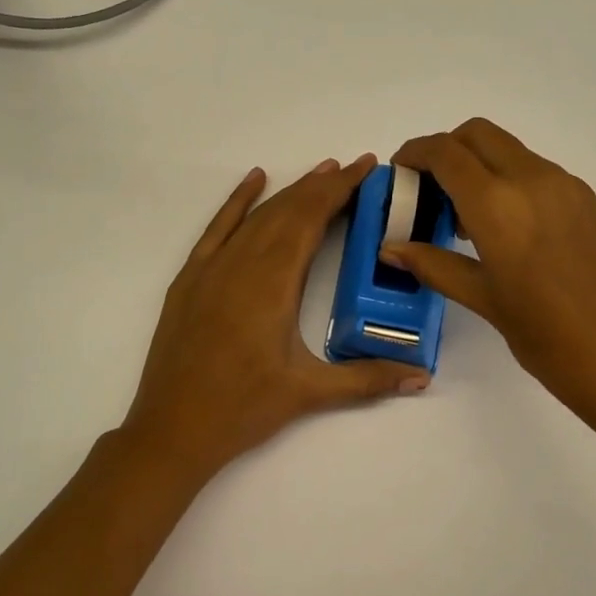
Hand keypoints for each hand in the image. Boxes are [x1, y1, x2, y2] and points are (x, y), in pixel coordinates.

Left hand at [121, 156, 429, 482]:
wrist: (172, 429)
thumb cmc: (243, 408)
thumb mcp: (309, 392)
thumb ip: (368, 379)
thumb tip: (423, 377)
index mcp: (273, 281)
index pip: (311, 218)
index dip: (340, 189)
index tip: (365, 167)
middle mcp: (242, 262)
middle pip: (288, 209)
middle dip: (323, 185)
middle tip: (355, 167)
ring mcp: (212, 267)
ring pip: (258, 215)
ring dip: (290, 191)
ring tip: (322, 172)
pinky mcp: (191, 277)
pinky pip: (218, 227)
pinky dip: (238, 200)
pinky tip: (254, 180)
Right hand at [384, 119, 595, 448]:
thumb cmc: (553, 341)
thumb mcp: (486, 302)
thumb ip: (435, 265)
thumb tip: (390, 249)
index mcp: (499, 204)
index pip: (446, 152)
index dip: (415, 153)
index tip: (399, 173)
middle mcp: (533, 180)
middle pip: (478, 134)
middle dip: (446, 149)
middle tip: (429, 190)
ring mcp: (567, 187)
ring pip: (509, 150)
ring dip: (479, 165)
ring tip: (465, 219)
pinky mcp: (589, 202)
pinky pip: (536, 171)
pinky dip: (508, 180)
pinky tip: (506, 230)